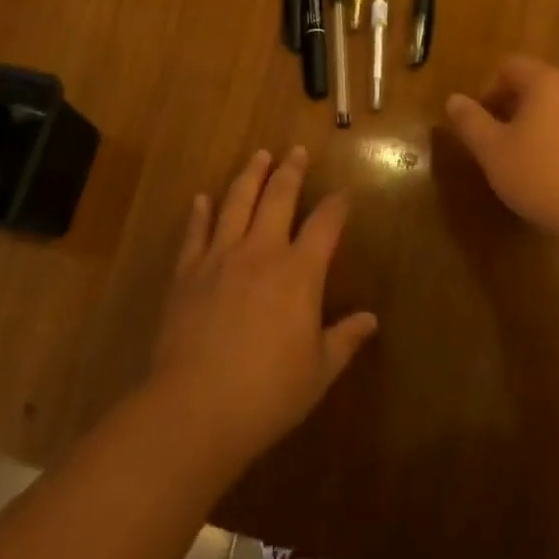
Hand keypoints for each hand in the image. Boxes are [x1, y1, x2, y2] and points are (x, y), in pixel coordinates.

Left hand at [149, 147, 377, 470]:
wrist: (195, 408)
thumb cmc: (267, 394)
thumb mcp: (319, 372)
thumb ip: (344, 339)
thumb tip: (371, 320)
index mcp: (299, 272)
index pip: (325, 225)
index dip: (337, 205)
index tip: (344, 193)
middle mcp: (262, 252)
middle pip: (279, 198)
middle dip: (291, 171)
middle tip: (296, 151)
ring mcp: (221, 257)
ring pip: (237, 202)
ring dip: (250, 175)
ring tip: (258, 155)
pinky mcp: (187, 272)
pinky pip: (195, 232)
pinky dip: (199, 212)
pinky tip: (202, 198)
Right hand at [445, 56, 558, 256]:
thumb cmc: (544, 177)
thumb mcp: (493, 152)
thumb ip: (471, 122)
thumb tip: (454, 100)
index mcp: (547, 81)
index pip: (510, 66)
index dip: (488, 89)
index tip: (480, 122)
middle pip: (535, 84)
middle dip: (511, 107)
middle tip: (496, 142)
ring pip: (557, 106)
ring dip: (535, 124)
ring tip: (522, 159)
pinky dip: (558, 139)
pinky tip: (552, 173)